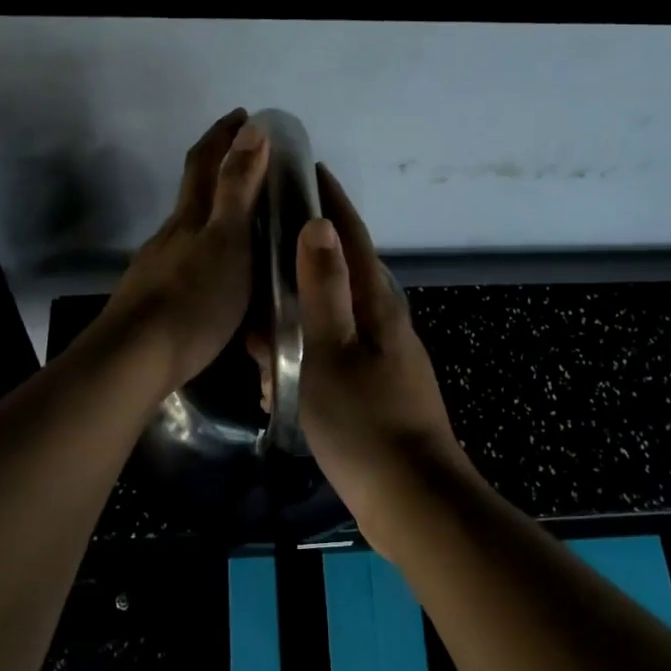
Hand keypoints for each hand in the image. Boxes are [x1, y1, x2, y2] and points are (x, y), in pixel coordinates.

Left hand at [99, 108, 270, 397]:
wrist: (136, 359)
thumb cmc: (194, 299)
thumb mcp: (227, 241)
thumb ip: (238, 188)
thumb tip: (252, 129)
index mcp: (191, 216)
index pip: (205, 161)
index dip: (223, 134)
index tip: (244, 115)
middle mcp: (171, 234)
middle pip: (192, 190)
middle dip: (217, 166)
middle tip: (251, 160)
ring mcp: (158, 265)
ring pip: (189, 228)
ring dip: (214, 213)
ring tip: (246, 224)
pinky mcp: (154, 297)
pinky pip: (187, 260)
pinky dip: (207, 251)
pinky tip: (219, 274)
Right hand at [295, 165, 470, 553]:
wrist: (413, 500)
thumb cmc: (366, 422)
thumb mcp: (333, 352)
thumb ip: (325, 290)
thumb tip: (320, 226)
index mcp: (378, 306)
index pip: (352, 238)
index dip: (332, 203)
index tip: (309, 169)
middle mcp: (385, 324)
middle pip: (341, 275)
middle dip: (303, 260)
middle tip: (261, 253)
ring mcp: (384, 358)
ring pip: (332, 320)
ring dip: (297, 317)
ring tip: (257, 327)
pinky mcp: (376, 389)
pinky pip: (332, 356)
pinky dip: (303, 356)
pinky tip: (277, 378)